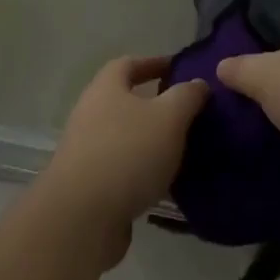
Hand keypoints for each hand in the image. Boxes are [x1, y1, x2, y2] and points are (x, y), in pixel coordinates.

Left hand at [38, 57, 206, 265]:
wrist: (82, 217)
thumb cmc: (128, 153)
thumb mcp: (169, 117)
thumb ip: (186, 96)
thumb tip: (197, 83)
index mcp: (106, 89)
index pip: (128, 64)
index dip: (154, 62)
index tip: (179, 68)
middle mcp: (90, 114)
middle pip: (124, 101)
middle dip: (155, 104)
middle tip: (188, 111)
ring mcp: (86, 151)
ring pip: (125, 136)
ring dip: (150, 139)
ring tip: (184, 148)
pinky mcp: (89, 184)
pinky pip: (122, 167)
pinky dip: (143, 169)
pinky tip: (166, 181)